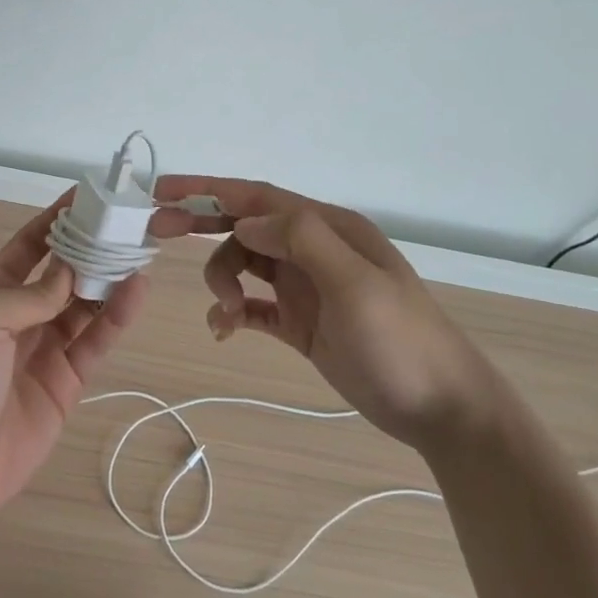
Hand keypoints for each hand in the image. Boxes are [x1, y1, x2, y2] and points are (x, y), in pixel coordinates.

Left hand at [0, 193, 146, 520]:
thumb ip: (29, 294)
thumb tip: (70, 272)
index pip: (27, 246)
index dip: (54, 221)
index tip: (87, 197)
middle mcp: (18, 317)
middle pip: (62, 274)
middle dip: (91, 250)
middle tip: (127, 226)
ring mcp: (43, 350)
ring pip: (84, 306)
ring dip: (109, 281)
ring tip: (140, 253)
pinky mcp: (65, 383)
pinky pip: (94, 342)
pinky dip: (115, 318)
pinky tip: (135, 293)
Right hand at [153, 178, 491, 449]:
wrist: (440, 408)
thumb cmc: (401, 341)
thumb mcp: (355, 282)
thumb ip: (300, 239)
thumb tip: (244, 219)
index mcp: (328, 228)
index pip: (258, 197)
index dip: (209, 189)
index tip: (163, 190)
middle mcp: (313, 249)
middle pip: (244, 224)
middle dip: (201, 223)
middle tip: (157, 230)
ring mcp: (306, 287)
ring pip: (245, 265)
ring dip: (222, 281)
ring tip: (224, 312)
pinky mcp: (301, 323)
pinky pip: (253, 306)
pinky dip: (232, 312)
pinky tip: (223, 330)